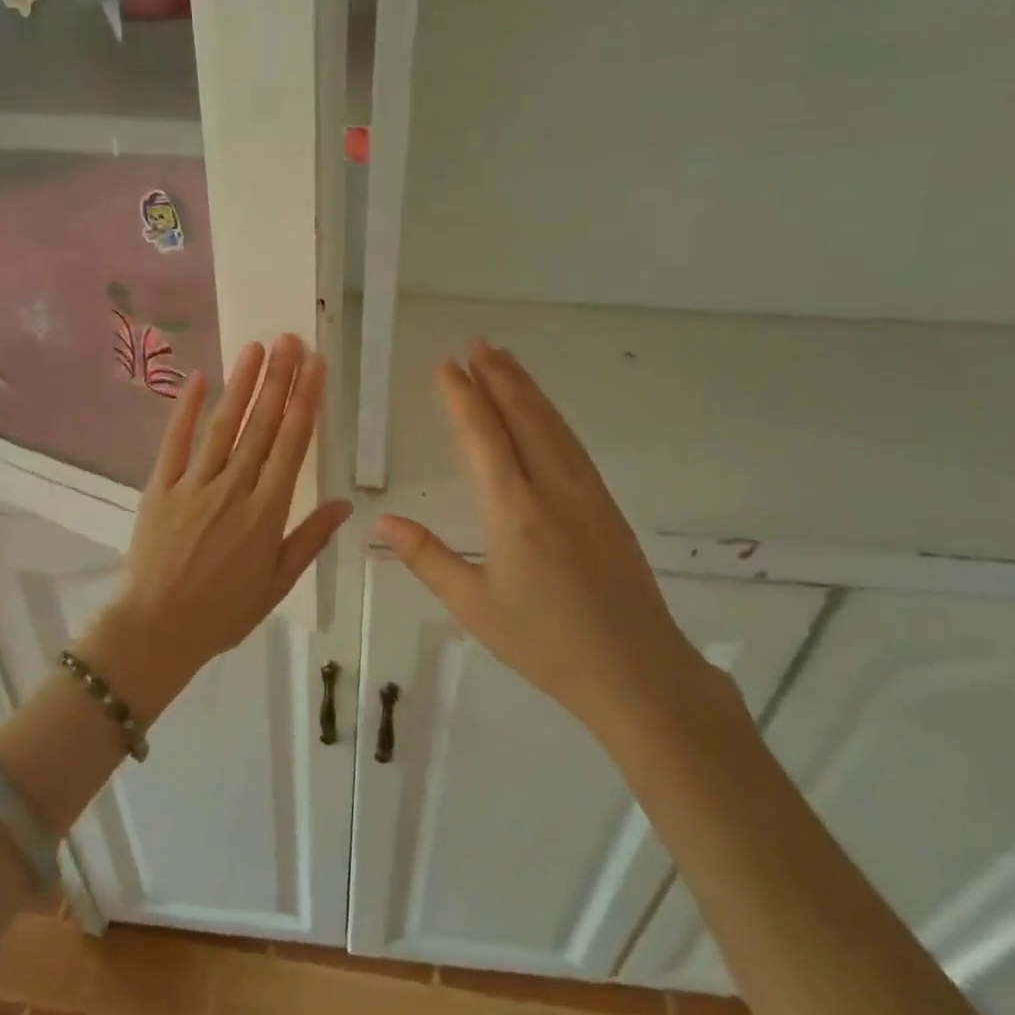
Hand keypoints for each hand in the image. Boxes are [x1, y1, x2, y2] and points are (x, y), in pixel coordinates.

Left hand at [87, 335, 350, 722]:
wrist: (156, 630)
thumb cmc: (223, 612)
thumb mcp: (277, 583)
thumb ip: (309, 539)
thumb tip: (345, 503)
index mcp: (267, 511)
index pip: (292, 444)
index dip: (305, 401)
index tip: (315, 366)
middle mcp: (234, 487)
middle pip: (261, 425)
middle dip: (279, 379)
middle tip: (291, 340)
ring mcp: (195, 484)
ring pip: (224, 425)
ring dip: (242, 384)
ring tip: (257, 347)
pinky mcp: (161, 487)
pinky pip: (175, 442)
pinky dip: (186, 409)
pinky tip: (200, 378)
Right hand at [374, 339, 709, 731]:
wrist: (635, 671)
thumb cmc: (545, 643)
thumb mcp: (474, 606)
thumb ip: (426, 558)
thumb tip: (380, 524)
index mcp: (514, 510)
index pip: (483, 437)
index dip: (463, 397)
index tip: (447, 365)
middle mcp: (552, 488)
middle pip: (522, 417)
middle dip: (497, 376)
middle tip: (477, 344)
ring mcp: (586, 493)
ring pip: (552, 425)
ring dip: (527, 388)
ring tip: (506, 360)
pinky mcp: (607, 506)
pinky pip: (573, 445)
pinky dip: (553, 417)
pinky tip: (545, 413)